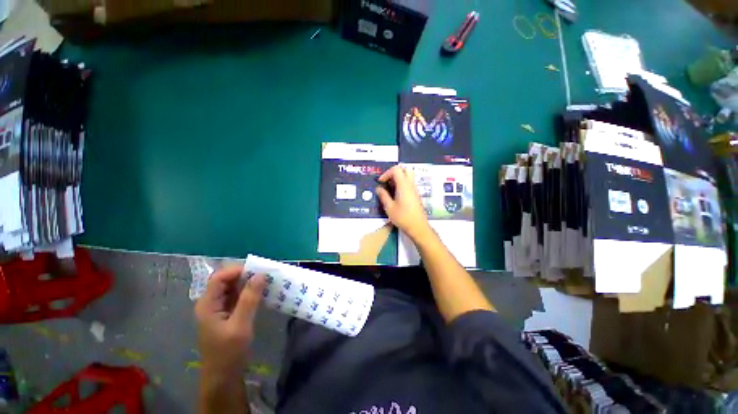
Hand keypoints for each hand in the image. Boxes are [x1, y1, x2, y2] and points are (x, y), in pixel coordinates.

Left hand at [195, 265, 265, 380]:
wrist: (224, 377)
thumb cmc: (228, 352)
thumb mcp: (240, 325)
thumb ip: (249, 299)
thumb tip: (260, 274)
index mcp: (208, 304)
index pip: (219, 278)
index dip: (237, 270)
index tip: (258, 271)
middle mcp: (211, 303)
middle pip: (227, 280)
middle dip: (246, 275)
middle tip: (266, 275)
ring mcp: (219, 308)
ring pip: (234, 288)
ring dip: (250, 283)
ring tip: (267, 282)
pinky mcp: (228, 313)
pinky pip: (239, 296)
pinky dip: (250, 292)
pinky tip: (262, 293)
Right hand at [376, 165, 431, 240]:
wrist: (418, 227)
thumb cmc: (403, 217)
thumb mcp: (389, 207)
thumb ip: (383, 196)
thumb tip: (378, 188)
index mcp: (404, 185)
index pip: (396, 170)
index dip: (386, 173)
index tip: (381, 182)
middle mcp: (410, 185)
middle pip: (404, 169)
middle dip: (394, 173)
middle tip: (387, 182)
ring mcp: (414, 190)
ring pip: (407, 176)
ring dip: (398, 179)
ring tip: (390, 189)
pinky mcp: (416, 195)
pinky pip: (409, 183)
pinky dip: (401, 184)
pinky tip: (395, 195)